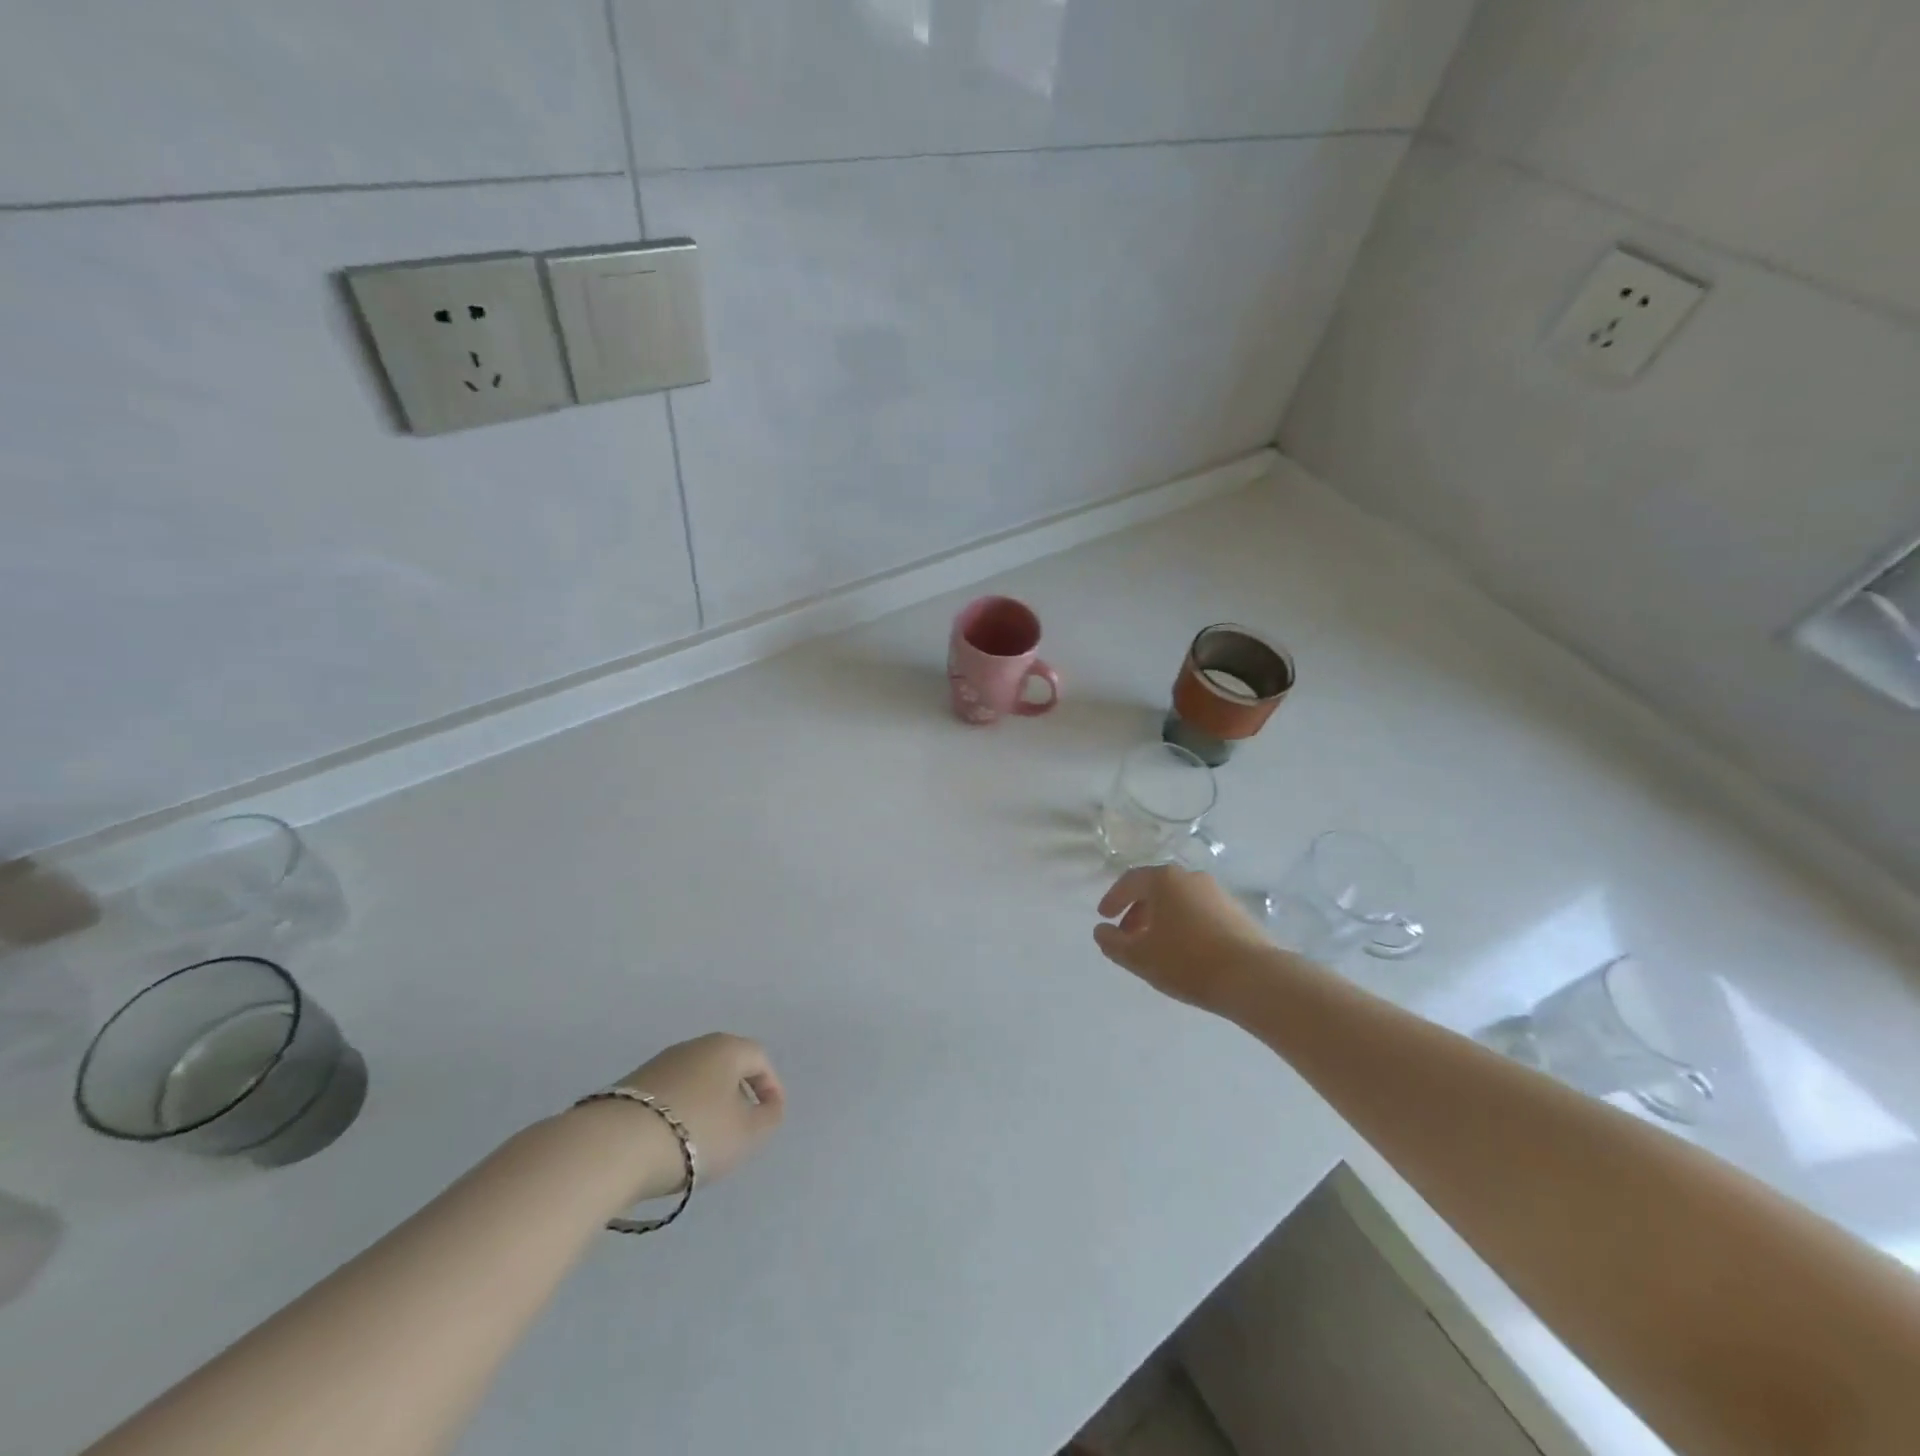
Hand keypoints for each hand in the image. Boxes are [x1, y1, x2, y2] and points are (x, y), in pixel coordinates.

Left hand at [599, 1034, 785, 1199]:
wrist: (613, 1147)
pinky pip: (668, 1096)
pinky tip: (671, 1143)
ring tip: (704, 1142)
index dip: (770, 1086)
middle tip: (740, 1128)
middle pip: (725, 1066)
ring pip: (695, 1081)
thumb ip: (768, 1118)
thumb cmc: (695, 1133)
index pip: (759, 1058)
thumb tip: (769, 1106)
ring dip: (706, 1105)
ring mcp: (658, 1064)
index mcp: (726, 1048)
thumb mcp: (747, 1134)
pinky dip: (678, 1114)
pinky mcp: (629, 1087)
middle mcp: (693, 1046)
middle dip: (737, 1095)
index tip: (770, 1116)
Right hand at [1094, 866, 1276, 1014]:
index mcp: (1164, 880)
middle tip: (1127, 936)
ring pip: (1179, 901)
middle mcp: (1191, 877)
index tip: (1104, 917)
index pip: (1130, 881)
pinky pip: (1199, 912)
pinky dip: (1184, 925)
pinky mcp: (1236, 912)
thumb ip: (1112, 943)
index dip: (1113, 899)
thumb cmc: (1187, 961)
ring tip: (1155, 947)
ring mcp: (1217, 893)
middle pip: (1155, 889)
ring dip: (1161, 919)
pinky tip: (1184, 951)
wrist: (1253, 978)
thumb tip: (1101, 931)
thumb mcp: (1139, 957)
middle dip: (1137, 911)